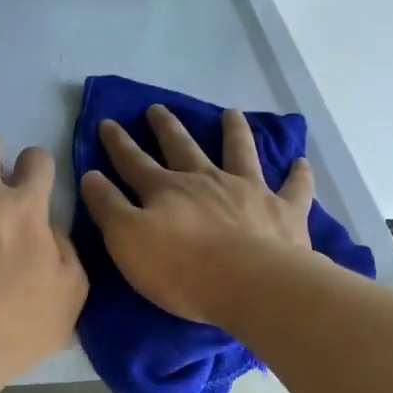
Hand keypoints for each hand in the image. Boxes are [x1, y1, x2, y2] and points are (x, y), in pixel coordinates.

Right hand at [79, 105, 315, 325]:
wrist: (248, 284)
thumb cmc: (181, 269)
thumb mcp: (127, 240)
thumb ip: (108, 207)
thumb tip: (90, 175)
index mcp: (166, 190)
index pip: (134, 162)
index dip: (118, 144)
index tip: (107, 123)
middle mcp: (206, 181)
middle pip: (182, 148)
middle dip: (167, 128)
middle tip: (157, 108)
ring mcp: (249, 191)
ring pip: (240, 152)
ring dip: (234, 132)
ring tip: (231, 114)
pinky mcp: (284, 211)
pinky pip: (294, 187)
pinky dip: (298, 174)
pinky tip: (301, 162)